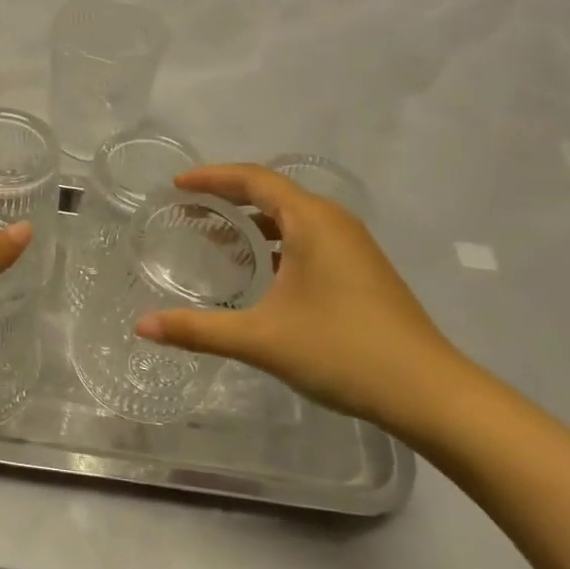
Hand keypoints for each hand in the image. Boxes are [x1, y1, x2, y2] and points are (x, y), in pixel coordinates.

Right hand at [135, 163, 481, 439]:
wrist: (427, 391)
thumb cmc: (341, 351)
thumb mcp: (261, 339)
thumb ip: (198, 330)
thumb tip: (142, 327)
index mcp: (312, 221)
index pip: (254, 179)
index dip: (213, 177)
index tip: (177, 187)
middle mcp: (334, 222)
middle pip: (273, 194)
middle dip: (228, 199)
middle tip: (189, 213)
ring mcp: (353, 246)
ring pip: (293, 219)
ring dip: (253, 224)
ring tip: (216, 241)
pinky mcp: (362, 270)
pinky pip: (308, 239)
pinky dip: (276, 244)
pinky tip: (259, 274)